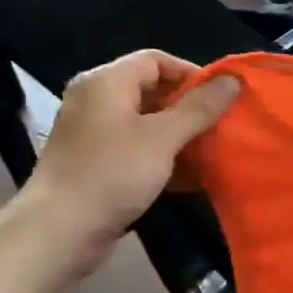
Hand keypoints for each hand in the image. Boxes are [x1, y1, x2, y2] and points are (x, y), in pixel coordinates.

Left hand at [17, 50, 238, 275]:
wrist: (59, 231)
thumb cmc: (112, 174)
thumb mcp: (163, 137)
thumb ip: (200, 107)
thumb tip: (232, 81)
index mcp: (106, 82)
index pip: (156, 60)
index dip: (192, 74)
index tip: (223, 98)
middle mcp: (96, 100)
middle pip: (152, 89)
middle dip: (190, 106)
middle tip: (222, 125)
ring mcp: (94, 133)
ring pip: (148, 121)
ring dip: (181, 133)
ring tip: (212, 150)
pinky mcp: (97, 162)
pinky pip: (138, 147)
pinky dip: (164, 155)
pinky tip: (190, 175)